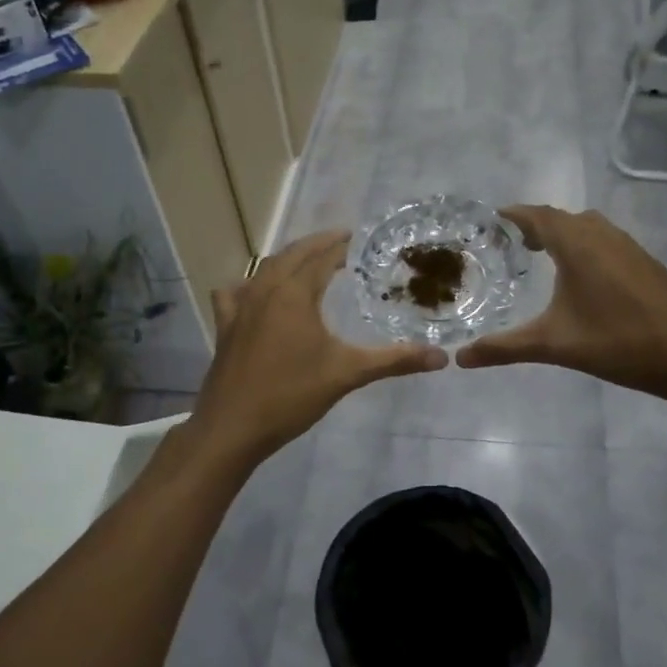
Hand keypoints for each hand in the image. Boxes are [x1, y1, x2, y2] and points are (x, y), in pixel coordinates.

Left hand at [188, 230, 446, 460]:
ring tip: (306, 263)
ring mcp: (239, 308)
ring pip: (264, 270)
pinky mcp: (225, 327)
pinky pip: (235, 292)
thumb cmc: (291, 395)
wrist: (233, 427)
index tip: (357, 239)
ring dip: (287, 260)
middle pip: (291, 255)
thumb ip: (394, 360)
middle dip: (316, 245)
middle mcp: (264, 290)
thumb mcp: (348, 374)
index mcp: (294, 293)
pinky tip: (254, 294)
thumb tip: (441, 358)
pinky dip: (249, 285)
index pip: (321, 257)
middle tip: (339, 242)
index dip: (340, 246)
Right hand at [457, 206, 666, 400]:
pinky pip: (608, 240)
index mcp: (578, 246)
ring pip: (590, 227)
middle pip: (564, 218)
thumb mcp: (552, 345)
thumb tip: (460, 359)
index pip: (540, 216)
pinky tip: (585, 277)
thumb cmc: (615, 343)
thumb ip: (504, 348)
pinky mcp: (646, 263)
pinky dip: (588, 245)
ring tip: (546, 256)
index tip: (494, 218)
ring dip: (565, 233)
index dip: (516, 214)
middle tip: (515, 243)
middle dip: (538, 224)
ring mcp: (630, 247)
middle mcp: (603, 236)